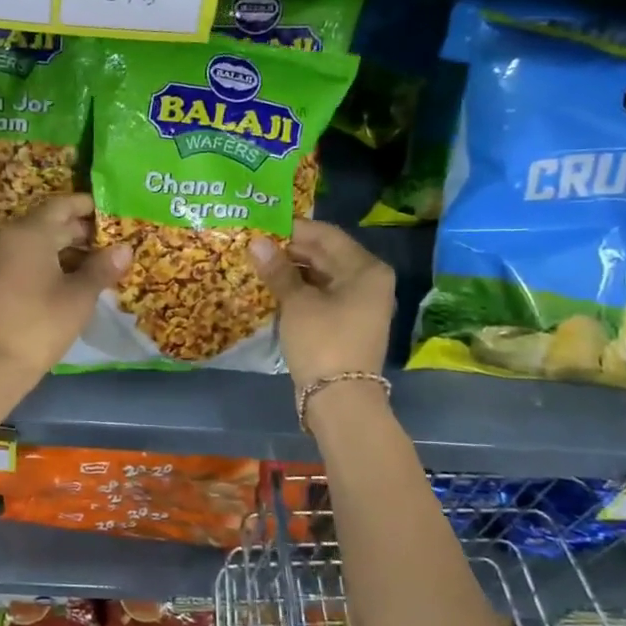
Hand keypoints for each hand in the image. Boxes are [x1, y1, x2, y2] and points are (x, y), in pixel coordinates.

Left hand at [0, 194, 130, 385]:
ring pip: (36, 241)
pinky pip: (24, 257)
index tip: (111, 212)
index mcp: (29, 232)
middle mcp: (8, 236)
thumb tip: (125, 248)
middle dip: (79, 229)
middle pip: (49, 222)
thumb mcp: (80, 296)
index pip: (62, 205)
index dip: (87, 206)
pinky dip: (47, 260)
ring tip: (96, 260)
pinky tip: (69, 277)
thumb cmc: (42, 324)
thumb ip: (103, 267)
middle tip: (110, 240)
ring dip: (64, 247)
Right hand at [248, 220, 393, 388]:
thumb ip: (278, 270)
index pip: (326, 235)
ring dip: (294, 270)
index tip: (262, 225)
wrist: (340, 399)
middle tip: (256, 244)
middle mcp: (369, 281)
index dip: (293, 229)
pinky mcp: (348, 322)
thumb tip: (256, 242)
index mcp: (365, 269)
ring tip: (259, 263)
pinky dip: (301, 289)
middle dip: (291, 249)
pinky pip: (323, 294)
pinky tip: (274, 287)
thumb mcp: (296, 303)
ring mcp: (360, 303)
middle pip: (326, 254)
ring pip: (323, 275)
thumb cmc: (322, 342)